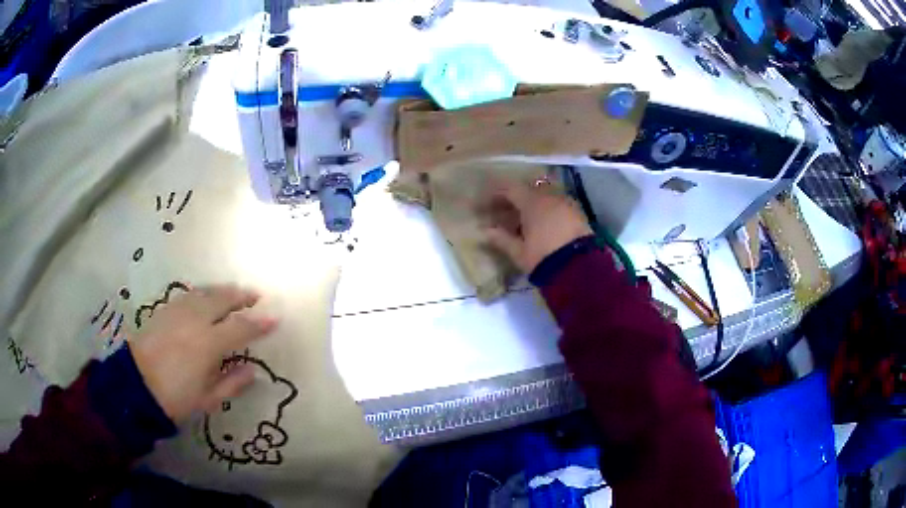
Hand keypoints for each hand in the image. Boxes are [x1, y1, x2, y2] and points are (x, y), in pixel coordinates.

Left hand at [129, 285, 276, 423]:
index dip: (260, 322)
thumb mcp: (209, 398)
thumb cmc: (176, 398)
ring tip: (234, 293)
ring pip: (205, 293)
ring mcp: (178, 312)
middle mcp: (195, 320)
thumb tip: (253, 369)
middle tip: (256, 296)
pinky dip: (204, 294)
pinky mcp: (165, 310)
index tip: (275, 318)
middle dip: (241, 296)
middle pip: (222, 299)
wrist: (136, 386)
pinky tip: (205, 298)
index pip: (241, 327)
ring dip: (222, 291)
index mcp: (208, 344)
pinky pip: (190, 295)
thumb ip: (233, 382)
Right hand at [484, 179, 592, 272]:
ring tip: (522, 221)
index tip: (486, 206)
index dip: (495, 195)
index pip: (510, 189)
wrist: (580, 270)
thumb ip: (501, 239)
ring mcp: (567, 204)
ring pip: (544, 197)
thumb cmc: (544, 258)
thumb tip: (485, 231)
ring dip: (531, 205)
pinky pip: (557, 206)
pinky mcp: (579, 215)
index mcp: (533, 202)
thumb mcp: (519, 252)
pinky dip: (546, 211)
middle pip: (528, 190)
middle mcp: (550, 197)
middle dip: (514, 199)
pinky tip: (542, 226)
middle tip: (503, 213)